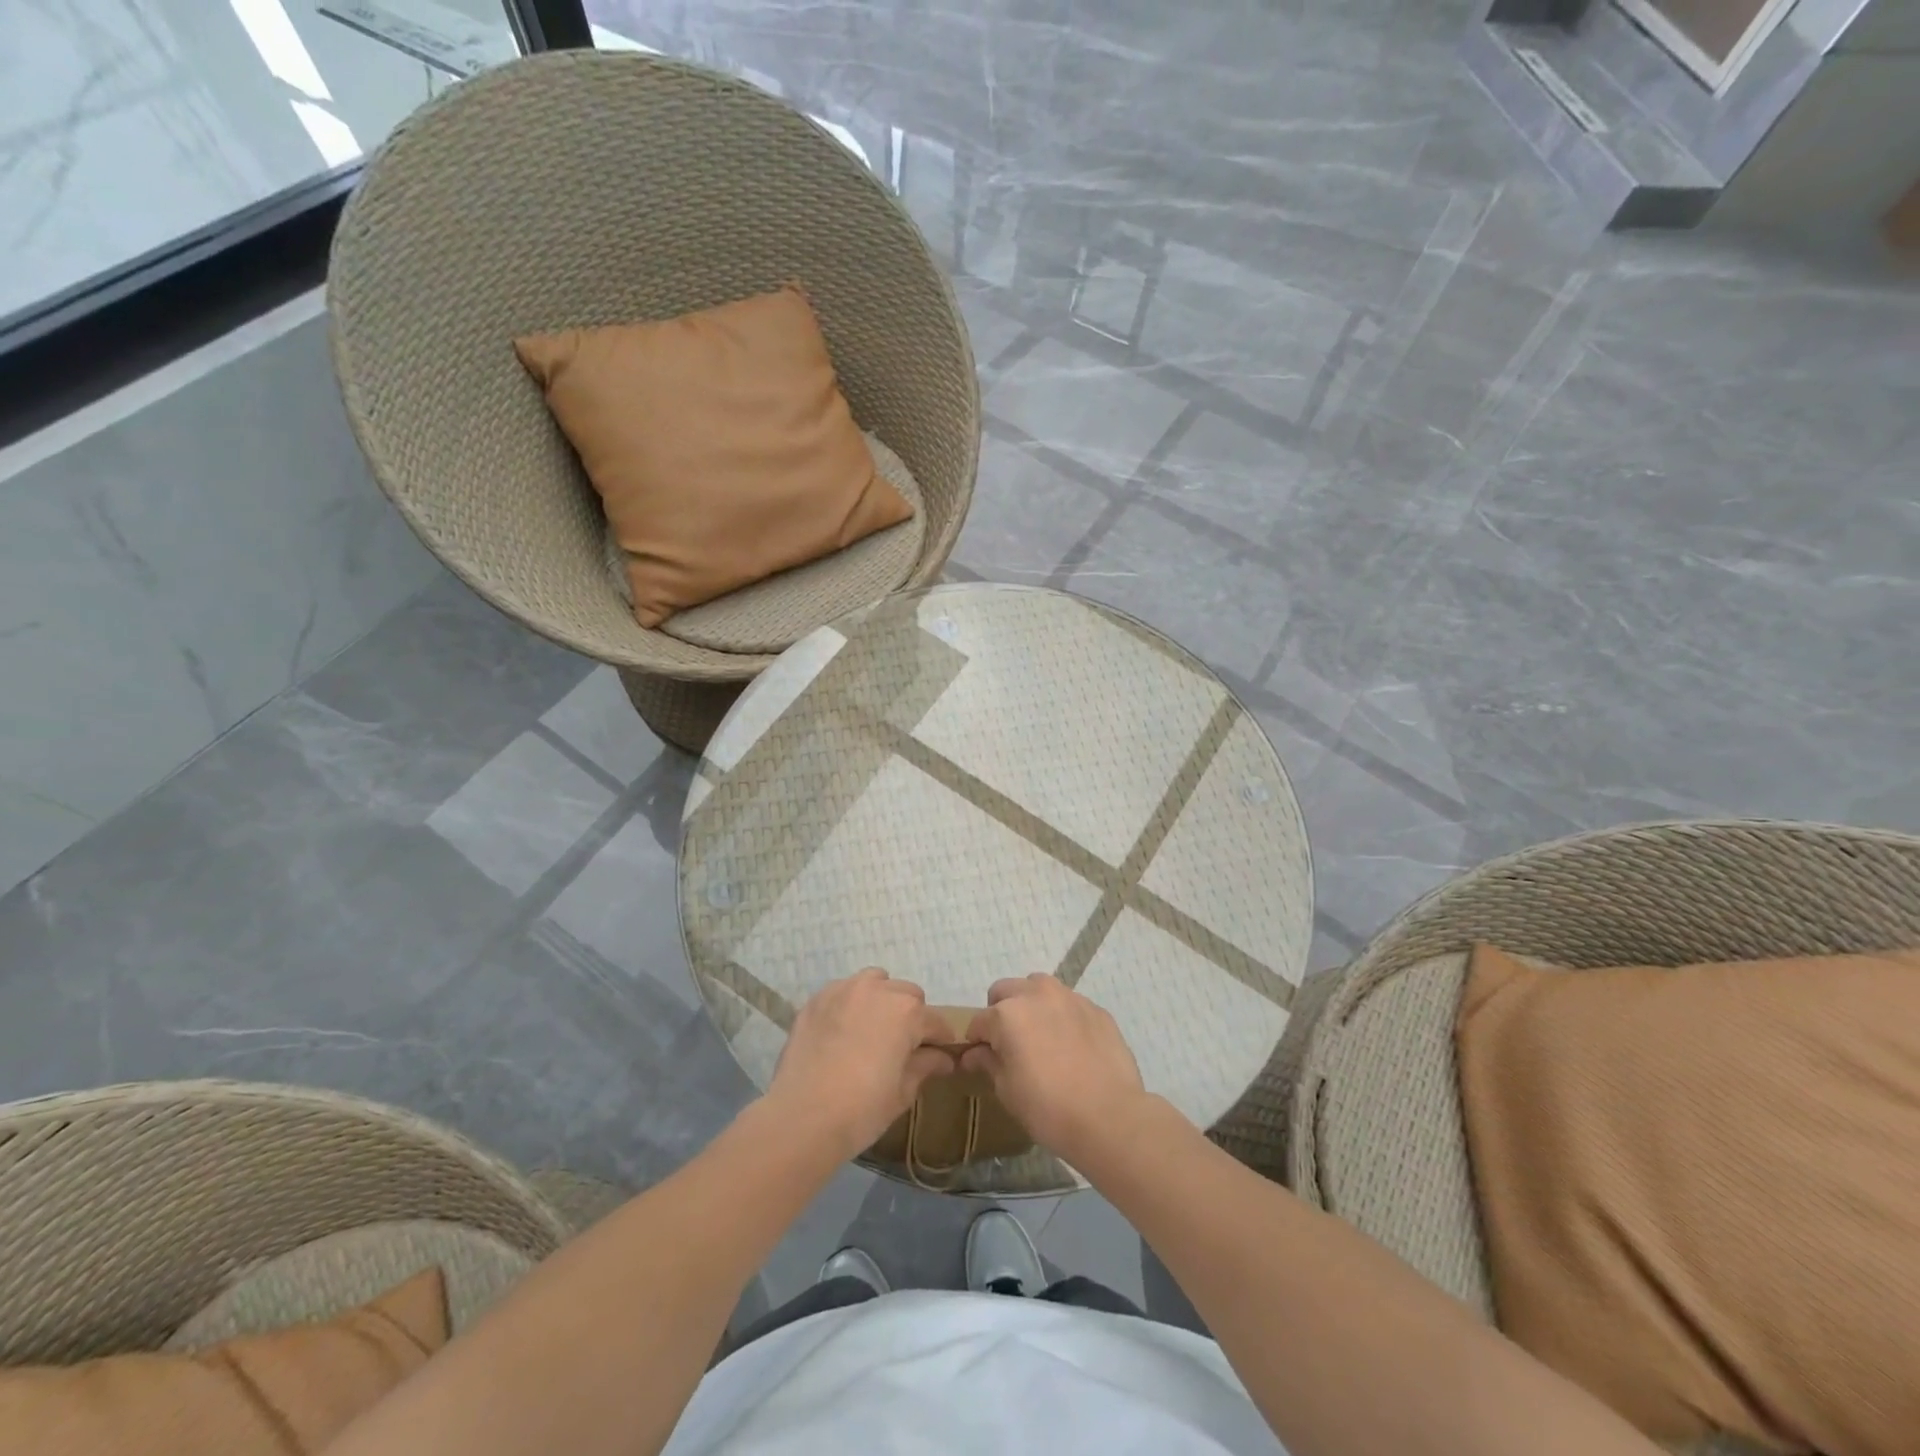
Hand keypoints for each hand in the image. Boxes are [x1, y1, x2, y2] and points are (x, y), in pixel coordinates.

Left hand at [764, 969, 956, 1160]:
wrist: (802, 1118)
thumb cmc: (862, 1109)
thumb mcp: (902, 1092)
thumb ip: (925, 1066)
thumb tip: (943, 1058)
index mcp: (907, 1012)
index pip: (936, 1022)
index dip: (940, 1040)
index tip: (939, 1056)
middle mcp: (878, 990)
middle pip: (907, 995)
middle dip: (911, 1017)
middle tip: (902, 1047)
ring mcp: (844, 990)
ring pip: (875, 983)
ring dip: (881, 1000)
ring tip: (872, 1031)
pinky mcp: (816, 999)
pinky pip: (843, 992)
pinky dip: (850, 1004)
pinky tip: (843, 1031)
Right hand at [960, 975, 1153, 1165]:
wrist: (1109, 1117)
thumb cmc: (1048, 1108)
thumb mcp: (1007, 1090)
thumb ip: (988, 1063)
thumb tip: (974, 1054)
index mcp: (1007, 1014)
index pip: (979, 1021)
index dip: (977, 1041)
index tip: (982, 1059)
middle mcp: (1036, 994)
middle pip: (1006, 991)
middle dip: (1001, 1012)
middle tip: (1010, 1045)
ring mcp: (1070, 998)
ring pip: (1039, 988)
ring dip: (1032, 1005)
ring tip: (1041, 1038)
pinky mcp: (1096, 1009)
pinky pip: (1070, 1004)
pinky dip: (1062, 1016)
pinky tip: (1071, 1047)